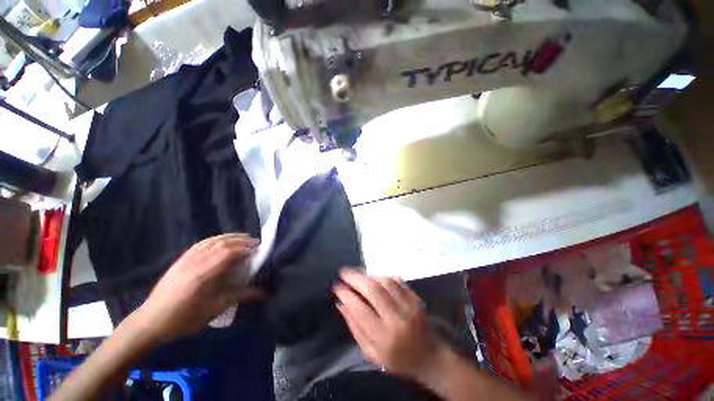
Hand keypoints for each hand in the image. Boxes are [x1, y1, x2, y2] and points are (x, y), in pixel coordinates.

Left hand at [134, 233, 264, 342]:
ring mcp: (187, 259)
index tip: (258, 249)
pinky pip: (201, 243)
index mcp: (205, 274)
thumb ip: (240, 296)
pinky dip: (215, 239)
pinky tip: (221, 241)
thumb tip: (264, 292)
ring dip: (230, 237)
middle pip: (222, 243)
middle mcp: (197, 262)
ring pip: (212, 241)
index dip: (245, 248)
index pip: (229, 253)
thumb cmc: (185, 318)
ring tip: (242, 237)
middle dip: (241, 240)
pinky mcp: (181, 259)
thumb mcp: (215, 309)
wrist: (152, 321)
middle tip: (255, 242)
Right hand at [333, 269, 446, 379]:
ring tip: (357, 274)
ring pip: (385, 282)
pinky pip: (396, 281)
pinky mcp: (416, 299)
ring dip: (368, 275)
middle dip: (355, 278)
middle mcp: (397, 319)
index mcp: (384, 338)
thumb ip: (355, 327)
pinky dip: (382, 277)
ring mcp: (409, 306)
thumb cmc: (396, 359)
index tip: (336, 286)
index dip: (346, 294)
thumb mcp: (371, 352)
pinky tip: (374, 278)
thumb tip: (341, 303)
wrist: (428, 358)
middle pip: (373, 290)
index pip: (360, 309)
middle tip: (343, 272)